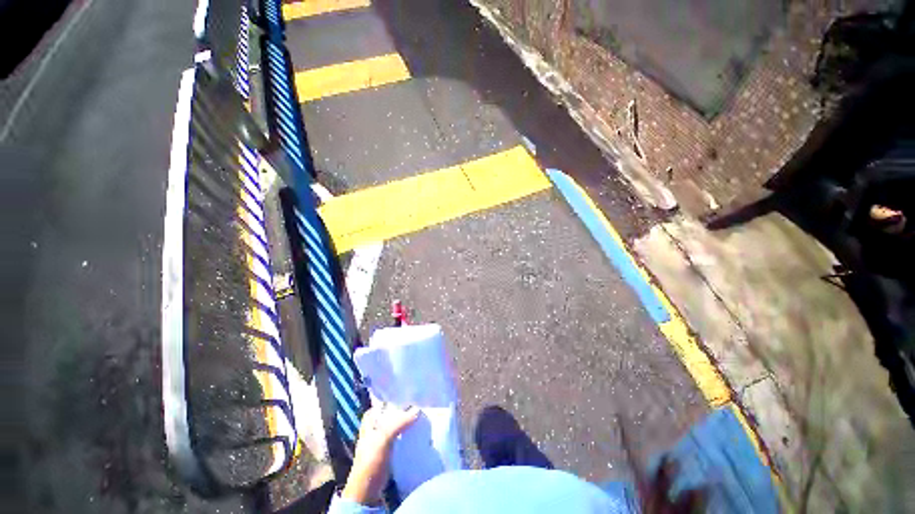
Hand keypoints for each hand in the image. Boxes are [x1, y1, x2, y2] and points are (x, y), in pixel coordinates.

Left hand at [341, 404, 419, 505]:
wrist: (367, 490)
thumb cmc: (370, 461)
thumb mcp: (383, 438)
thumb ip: (399, 422)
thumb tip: (418, 409)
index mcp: (371, 417)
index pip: (387, 400)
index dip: (399, 397)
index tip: (414, 393)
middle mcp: (376, 423)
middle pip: (394, 410)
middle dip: (406, 408)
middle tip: (421, 403)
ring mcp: (383, 436)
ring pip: (398, 421)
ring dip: (408, 419)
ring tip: (423, 414)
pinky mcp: (389, 447)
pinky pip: (401, 433)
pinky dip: (408, 430)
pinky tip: (418, 429)